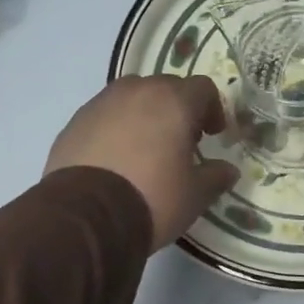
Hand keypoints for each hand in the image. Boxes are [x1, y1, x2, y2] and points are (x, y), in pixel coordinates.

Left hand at [46, 75, 239, 251]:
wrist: (85, 216)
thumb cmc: (152, 198)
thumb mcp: (195, 195)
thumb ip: (216, 177)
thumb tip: (228, 170)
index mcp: (173, 102)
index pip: (203, 88)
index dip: (213, 109)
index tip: (213, 134)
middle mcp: (137, 91)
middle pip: (166, 87)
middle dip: (178, 109)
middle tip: (182, 141)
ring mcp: (101, 103)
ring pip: (132, 97)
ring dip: (145, 114)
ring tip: (146, 148)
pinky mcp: (75, 121)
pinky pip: (105, 115)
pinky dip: (116, 128)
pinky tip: (116, 159)